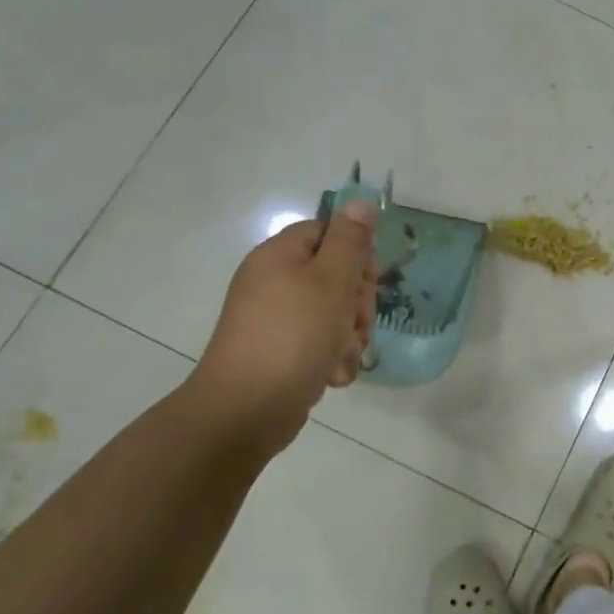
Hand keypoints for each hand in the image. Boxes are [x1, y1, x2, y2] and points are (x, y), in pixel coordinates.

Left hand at [187, 201, 378, 455]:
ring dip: (350, 336)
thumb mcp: (330, 281)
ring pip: (334, 314)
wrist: (245, 412)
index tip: (368, 281)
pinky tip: (331, 376)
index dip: (357, 254)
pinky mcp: (282, 353)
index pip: (329, 233)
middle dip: (358, 302)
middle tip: (357, 323)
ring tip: (341, 356)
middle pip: (336, 275)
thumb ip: (350, 241)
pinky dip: (332, 358)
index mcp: (280, 256)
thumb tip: (360, 201)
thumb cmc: (293, 337)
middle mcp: (275, 283)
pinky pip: (320, 344)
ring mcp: (276, 320)